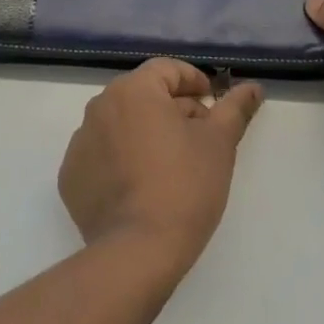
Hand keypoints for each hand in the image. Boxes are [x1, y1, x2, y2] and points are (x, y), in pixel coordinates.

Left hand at [58, 59, 263, 271]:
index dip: (193, 81)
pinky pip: (102, 155)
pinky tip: (141, 187)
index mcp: (133, 90)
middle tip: (198, 136)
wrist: (137, 252)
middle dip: (172, 109)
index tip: (212, 103)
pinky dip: (120, 161)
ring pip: (121, 124)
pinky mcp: (71, 176)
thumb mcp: (219, 144)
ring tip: (170, 164)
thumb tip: (253, 87)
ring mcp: (81, 141)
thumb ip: (234, 109)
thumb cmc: (184, 187)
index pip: (167, 70)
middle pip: (143, 95)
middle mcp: (100, 105)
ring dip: (145, 133)